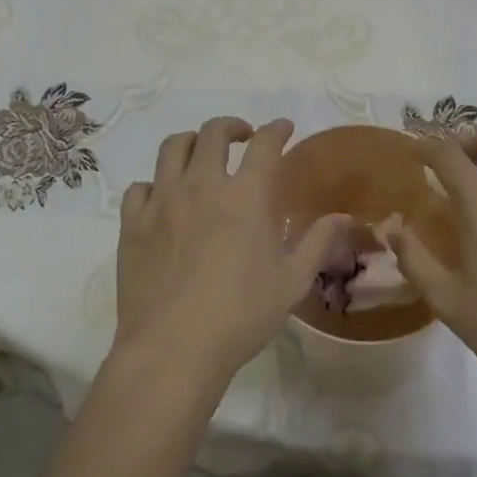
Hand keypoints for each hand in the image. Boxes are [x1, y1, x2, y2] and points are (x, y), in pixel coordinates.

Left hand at [114, 117, 349, 388]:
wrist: (173, 349)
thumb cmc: (241, 315)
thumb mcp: (292, 281)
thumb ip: (317, 242)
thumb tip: (343, 216)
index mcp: (246, 195)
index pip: (265, 143)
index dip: (277, 129)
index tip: (283, 128)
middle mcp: (203, 184)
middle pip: (214, 132)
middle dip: (232, 126)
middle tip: (242, 138)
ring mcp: (163, 200)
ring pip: (173, 147)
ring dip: (192, 142)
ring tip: (201, 155)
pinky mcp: (133, 222)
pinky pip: (140, 186)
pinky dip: (155, 184)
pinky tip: (163, 199)